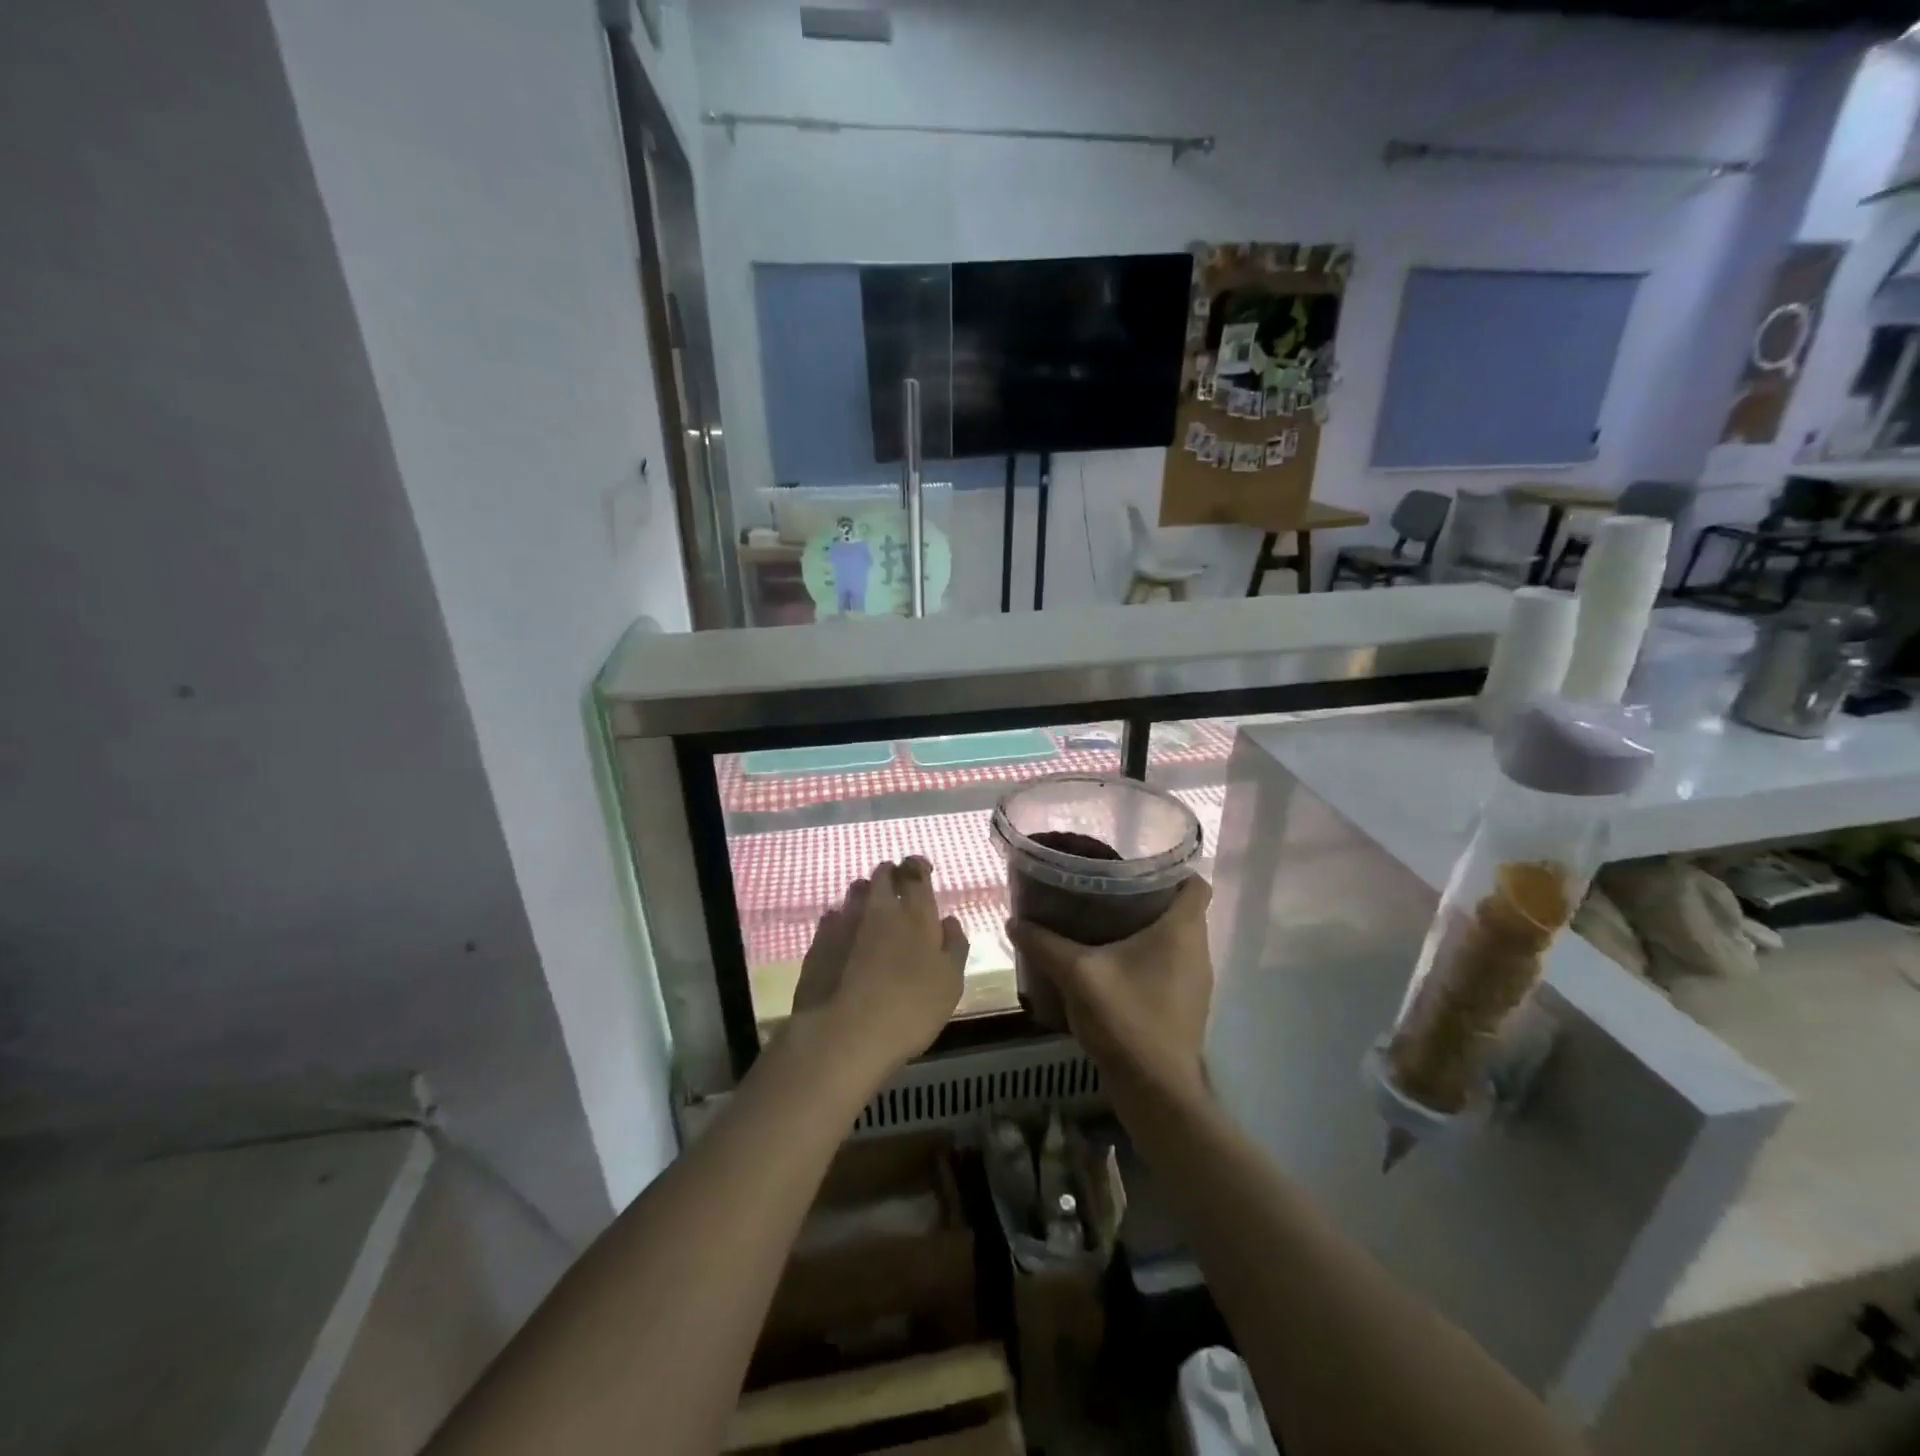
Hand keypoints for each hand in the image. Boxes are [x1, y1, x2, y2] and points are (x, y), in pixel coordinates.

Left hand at [789, 858, 966, 1083]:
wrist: (843, 1035)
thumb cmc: (909, 1009)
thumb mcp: (950, 984)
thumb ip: (954, 947)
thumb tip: (949, 921)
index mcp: (915, 913)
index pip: (915, 872)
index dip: (918, 866)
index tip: (921, 871)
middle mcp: (879, 907)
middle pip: (883, 874)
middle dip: (891, 875)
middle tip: (898, 890)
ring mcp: (845, 921)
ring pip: (856, 891)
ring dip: (866, 894)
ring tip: (872, 912)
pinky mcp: (819, 940)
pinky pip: (833, 917)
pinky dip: (843, 920)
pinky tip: (846, 937)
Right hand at [1008, 877, 1213, 1104]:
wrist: (1156, 1092)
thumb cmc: (1126, 1020)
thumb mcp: (1077, 974)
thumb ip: (1045, 944)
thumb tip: (1013, 921)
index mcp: (1182, 931)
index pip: (1195, 883)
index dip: (1172, 868)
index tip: (1136, 864)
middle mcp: (1198, 950)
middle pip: (1182, 909)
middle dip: (1147, 896)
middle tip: (1106, 889)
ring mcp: (1194, 981)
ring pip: (1176, 939)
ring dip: (1146, 929)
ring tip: (1103, 922)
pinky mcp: (1185, 1005)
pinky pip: (1170, 966)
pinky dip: (1147, 958)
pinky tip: (1111, 965)